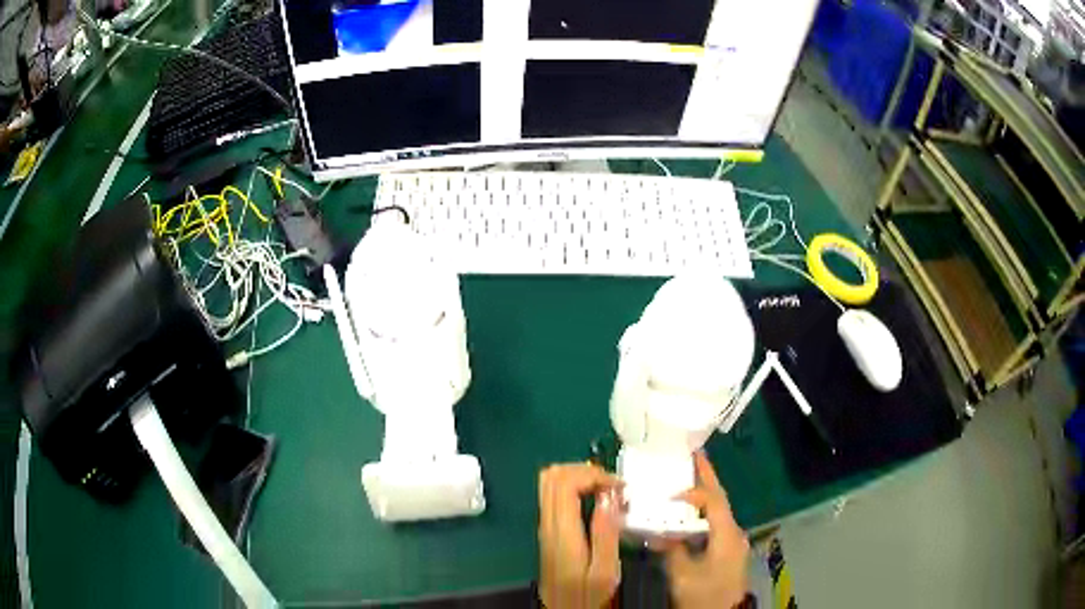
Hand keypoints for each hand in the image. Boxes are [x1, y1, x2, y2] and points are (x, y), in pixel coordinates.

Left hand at [538, 463, 622, 608]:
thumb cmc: (586, 595)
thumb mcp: (605, 572)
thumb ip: (606, 535)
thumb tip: (608, 498)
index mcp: (562, 532)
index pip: (564, 483)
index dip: (592, 474)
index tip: (619, 487)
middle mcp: (547, 523)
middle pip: (552, 476)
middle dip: (585, 470)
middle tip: (613, 484)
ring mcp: (545, 524)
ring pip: (549, 481)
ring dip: (579, 475)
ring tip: (606, 488)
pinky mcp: (548, 528)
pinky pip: (554, 493)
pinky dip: (575, 485)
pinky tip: (595, 497)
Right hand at [663, 452, 749, 608]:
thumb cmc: (703, 594)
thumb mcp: (682, 574)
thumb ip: (671, 549)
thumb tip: (657, 532)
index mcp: (726, 534)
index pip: (713, 502)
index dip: (693, 493)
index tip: (670, 493)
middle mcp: (734, 532)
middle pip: (721, 499)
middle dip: (708, 477)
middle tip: (695, 454)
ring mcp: (732, 542)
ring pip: (719, 511)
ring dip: (705, 495)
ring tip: (689, 477)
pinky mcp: (728, 551)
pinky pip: (716, 524)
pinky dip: (703, 513)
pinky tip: (689, 514)